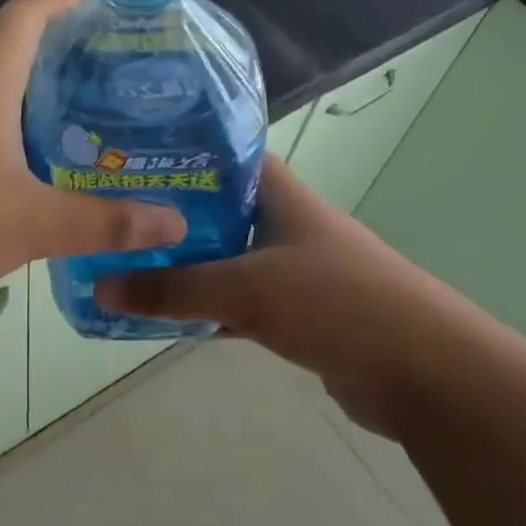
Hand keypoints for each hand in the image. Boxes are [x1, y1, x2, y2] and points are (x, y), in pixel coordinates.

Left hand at [0, 0, 185, 326]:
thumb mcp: (28, 226)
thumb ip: (105, 224)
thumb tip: (176, 222)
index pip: (30, 10)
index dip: (72, 1)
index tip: (114, 17)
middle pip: (6, 42)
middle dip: (60, 53)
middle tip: (110, 85)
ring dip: (23, 91)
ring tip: (72, 125)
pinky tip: (10, 165)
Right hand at [96, 158, 475, 436]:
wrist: (425, 374)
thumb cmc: (337, 304)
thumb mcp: (247, 289)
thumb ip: (173, 290)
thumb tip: (100, 286)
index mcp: (279, 195)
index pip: (221, 154)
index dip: (176, 152)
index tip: (124, 159)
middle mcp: (283, 223)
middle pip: (213, 209)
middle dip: (165, 216)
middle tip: (108, 219)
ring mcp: (290, 270)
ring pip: (221, 259)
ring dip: (180, 267)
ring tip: (121, 265)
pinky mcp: (294, 313)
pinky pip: (234, 302)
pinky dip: (202, 309)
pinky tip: (162, 317)